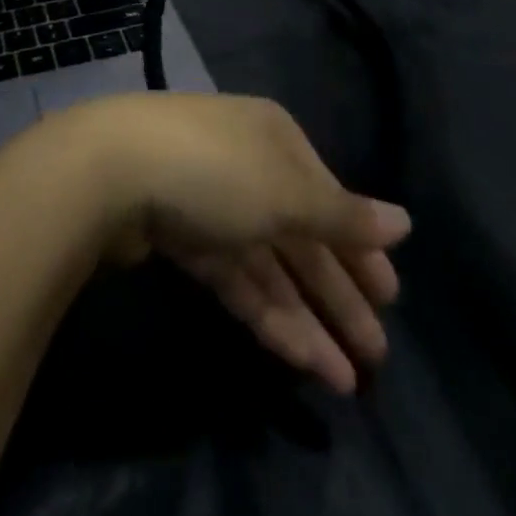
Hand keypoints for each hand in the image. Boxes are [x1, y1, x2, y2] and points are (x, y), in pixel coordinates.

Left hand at [44, 94, 410, 394]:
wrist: (110, 171)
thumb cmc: (215, 169)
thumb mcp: (287, 191)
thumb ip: (344, 215)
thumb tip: (405, 222)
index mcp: (274, 137)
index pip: (327, 193)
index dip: (359, 245)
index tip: (391, 295)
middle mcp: (246, 163)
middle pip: (301, 233)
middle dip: (339, 291)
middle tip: (377, 350)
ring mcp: (211, 202)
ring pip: (271, 264)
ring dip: (308, 317)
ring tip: (348, 377)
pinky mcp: (182, 239)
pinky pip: (237, 278)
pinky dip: (269, 315)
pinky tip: (301, 358)